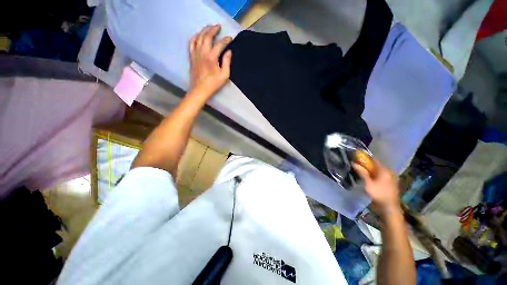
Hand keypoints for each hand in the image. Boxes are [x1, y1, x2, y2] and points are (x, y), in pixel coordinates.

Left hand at [188, 24, 232, 97]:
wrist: (200, 89)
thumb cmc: (213, 84)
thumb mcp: (224, 75)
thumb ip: (226, 62)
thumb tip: (228, 52)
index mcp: (212, 57)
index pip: (219, 44)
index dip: (225, 40)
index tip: (230, 38)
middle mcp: (202, 52)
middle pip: (207, 36)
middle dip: (213, 29)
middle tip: (218, 26)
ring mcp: (195, 53)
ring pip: (199, 37)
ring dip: (204, 30)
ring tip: (209, 27)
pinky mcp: (191, 56)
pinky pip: (191, 42)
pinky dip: (195, 37)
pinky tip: (198, 35)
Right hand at [353, 160, 400, 217]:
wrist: (390, 208)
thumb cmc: (378, 194)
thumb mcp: (368, 183)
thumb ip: (361, 172)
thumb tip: (353, 163)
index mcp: (384, 170)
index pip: (373, 159)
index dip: (364, 158)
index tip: (357, 157)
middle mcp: (389, 171)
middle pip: (376, 165)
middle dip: (367, 164)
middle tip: (358, 166)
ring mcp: (391, 177)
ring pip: (379, 170)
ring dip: (371, 170)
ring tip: (363, 172)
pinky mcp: (392, 182)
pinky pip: (382, 174)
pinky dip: (375, 174)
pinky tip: (371, 178)